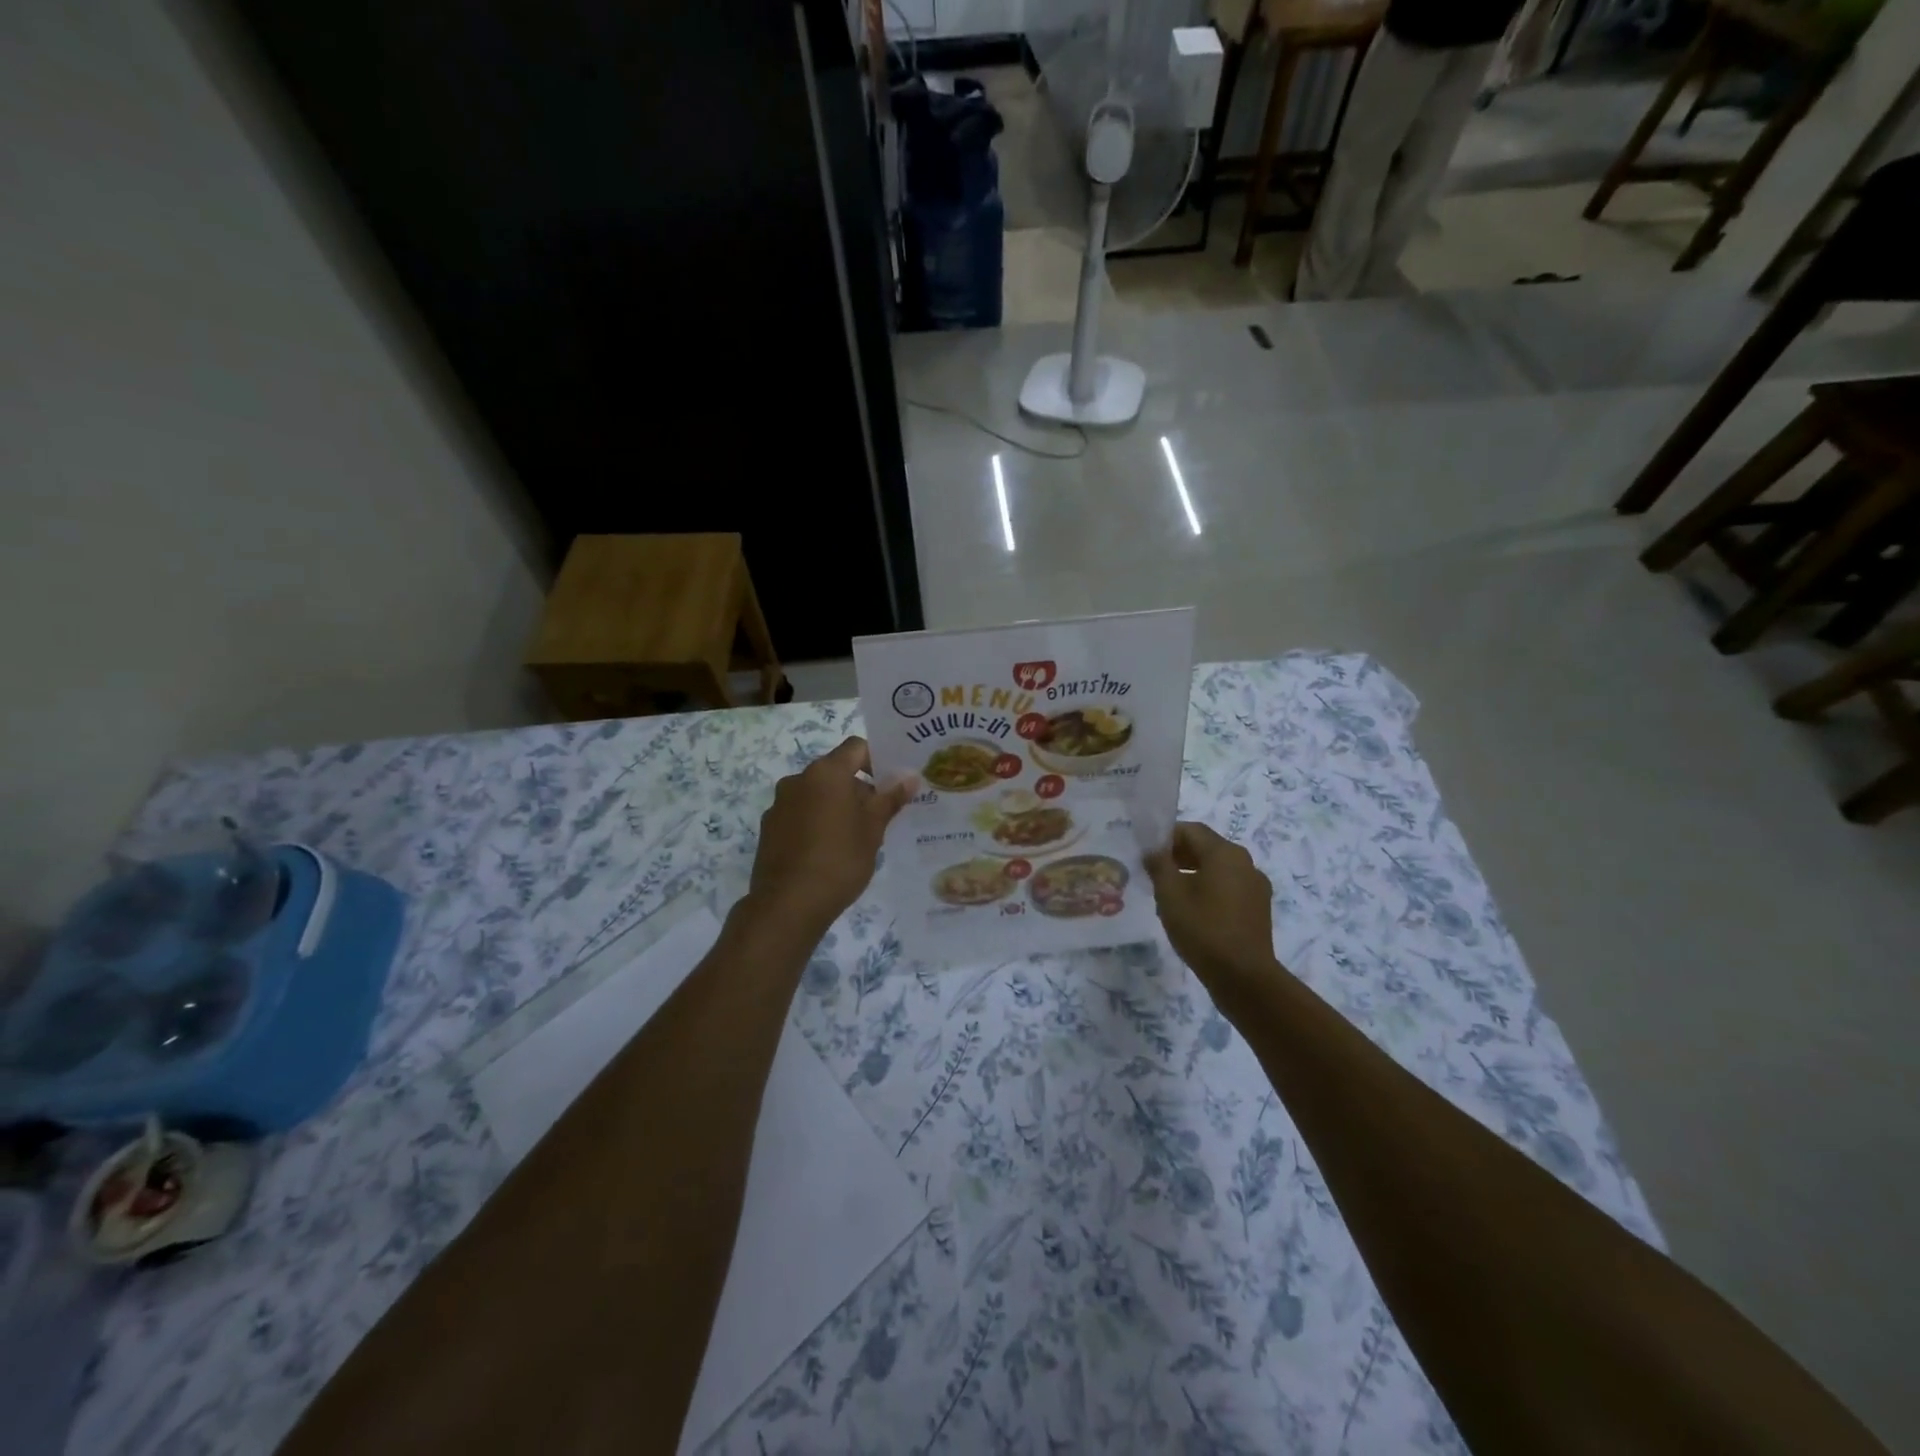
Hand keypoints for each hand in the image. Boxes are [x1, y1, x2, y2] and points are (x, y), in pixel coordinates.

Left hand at [747, 737, 915, 934]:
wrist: (788, 905)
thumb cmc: (839, 860)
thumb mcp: (873, 830)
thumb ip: (890, 799)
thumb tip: (910, 777)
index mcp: (826, 773)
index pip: (856, 747)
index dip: (877, 759)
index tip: (891, 784)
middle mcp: (798, 780)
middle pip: (835, 771)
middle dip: (858, 788)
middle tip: (879, 816)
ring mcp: (779, 804)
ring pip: (816, 794)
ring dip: (836, 805)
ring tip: (854, 838)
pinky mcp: (769, 828)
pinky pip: (799, 814)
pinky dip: (816, 822)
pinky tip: (827, 852)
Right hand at [1145, 822, 1281, 992]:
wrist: (1244, 977)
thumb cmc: (1203, 929)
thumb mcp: (1170, 894)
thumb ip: (1159, 865)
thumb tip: (1153, 850)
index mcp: (1225, 853)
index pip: (1191, 830)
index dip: (1165, 837)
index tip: (1146, 854)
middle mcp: (1245, 863)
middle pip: (1206, 847)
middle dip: (1178, 856)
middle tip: (1153, 874)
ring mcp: (1255, 886)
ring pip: (1218, 869)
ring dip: (1192, 874)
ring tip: (1169, 896)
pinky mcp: (1258, 908)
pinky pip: (1229, 888)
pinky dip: (1209, 890)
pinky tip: (1192, 913)